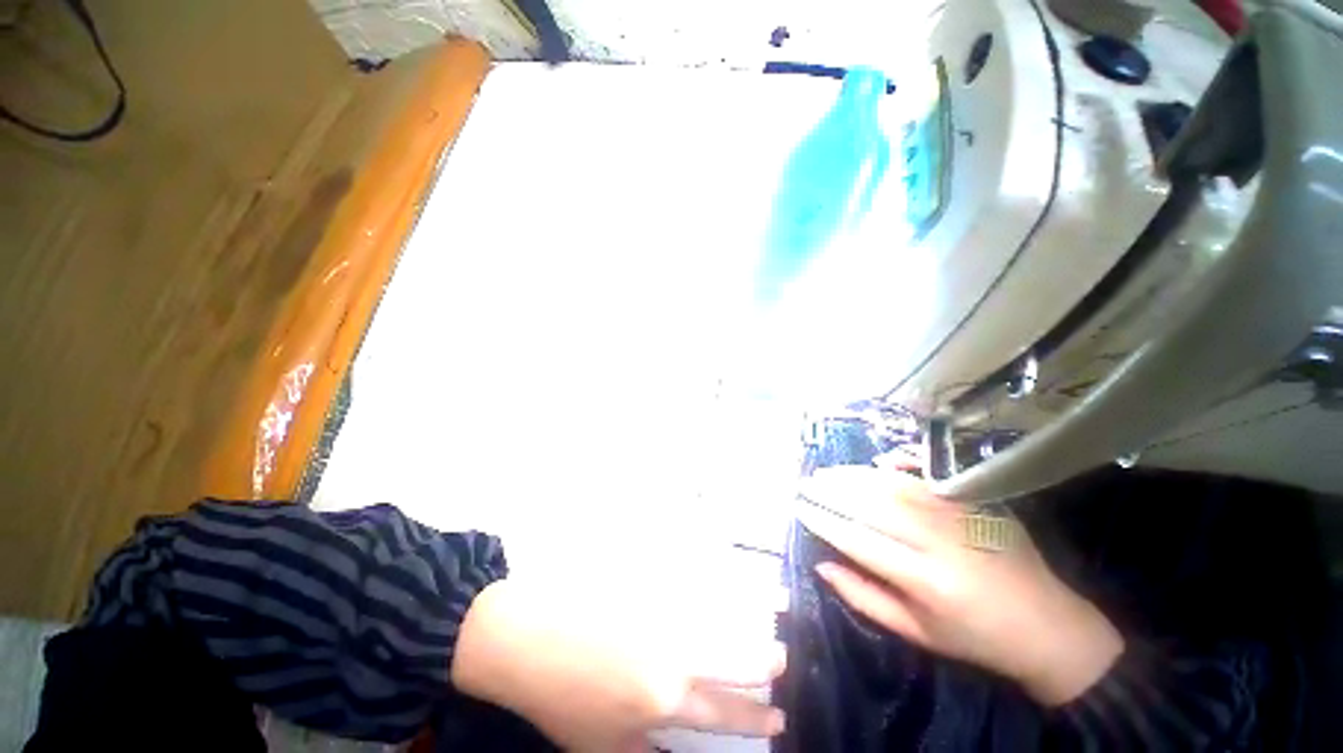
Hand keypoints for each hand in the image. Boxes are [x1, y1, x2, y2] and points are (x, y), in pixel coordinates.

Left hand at [451, 578, 786, 751]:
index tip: (780, 717)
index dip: (755, 718)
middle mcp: (675, 653)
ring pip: (720, 612)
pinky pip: (691, 575)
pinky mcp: (650, 577)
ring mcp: (662, 609)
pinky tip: (731, 571)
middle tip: (784, 660)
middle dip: (764, 663)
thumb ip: (643, 751)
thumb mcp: (599, 746)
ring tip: (781, 605)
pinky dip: (719, 576)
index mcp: (665, 700)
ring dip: (752, 613)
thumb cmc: (559, 698)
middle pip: (733, 658)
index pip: (725, 712)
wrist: (525, 637)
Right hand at [796, 467, 1122, 705]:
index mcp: (924, 579)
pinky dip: (901, 464)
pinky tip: (879, 462)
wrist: (1047, 625)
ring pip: (894, 485)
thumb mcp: (915, 633)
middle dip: (832, 491)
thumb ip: (863, 597)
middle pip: (872, 504)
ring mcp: (960, 515)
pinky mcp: (976, 502)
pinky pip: (931, 476)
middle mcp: (939, 540)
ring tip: (827, 472)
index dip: (824, 521)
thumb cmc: (974, 637)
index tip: (800, 508)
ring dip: (855, 475)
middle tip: (805, 483)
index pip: (858, 539)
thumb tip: (822, 563)